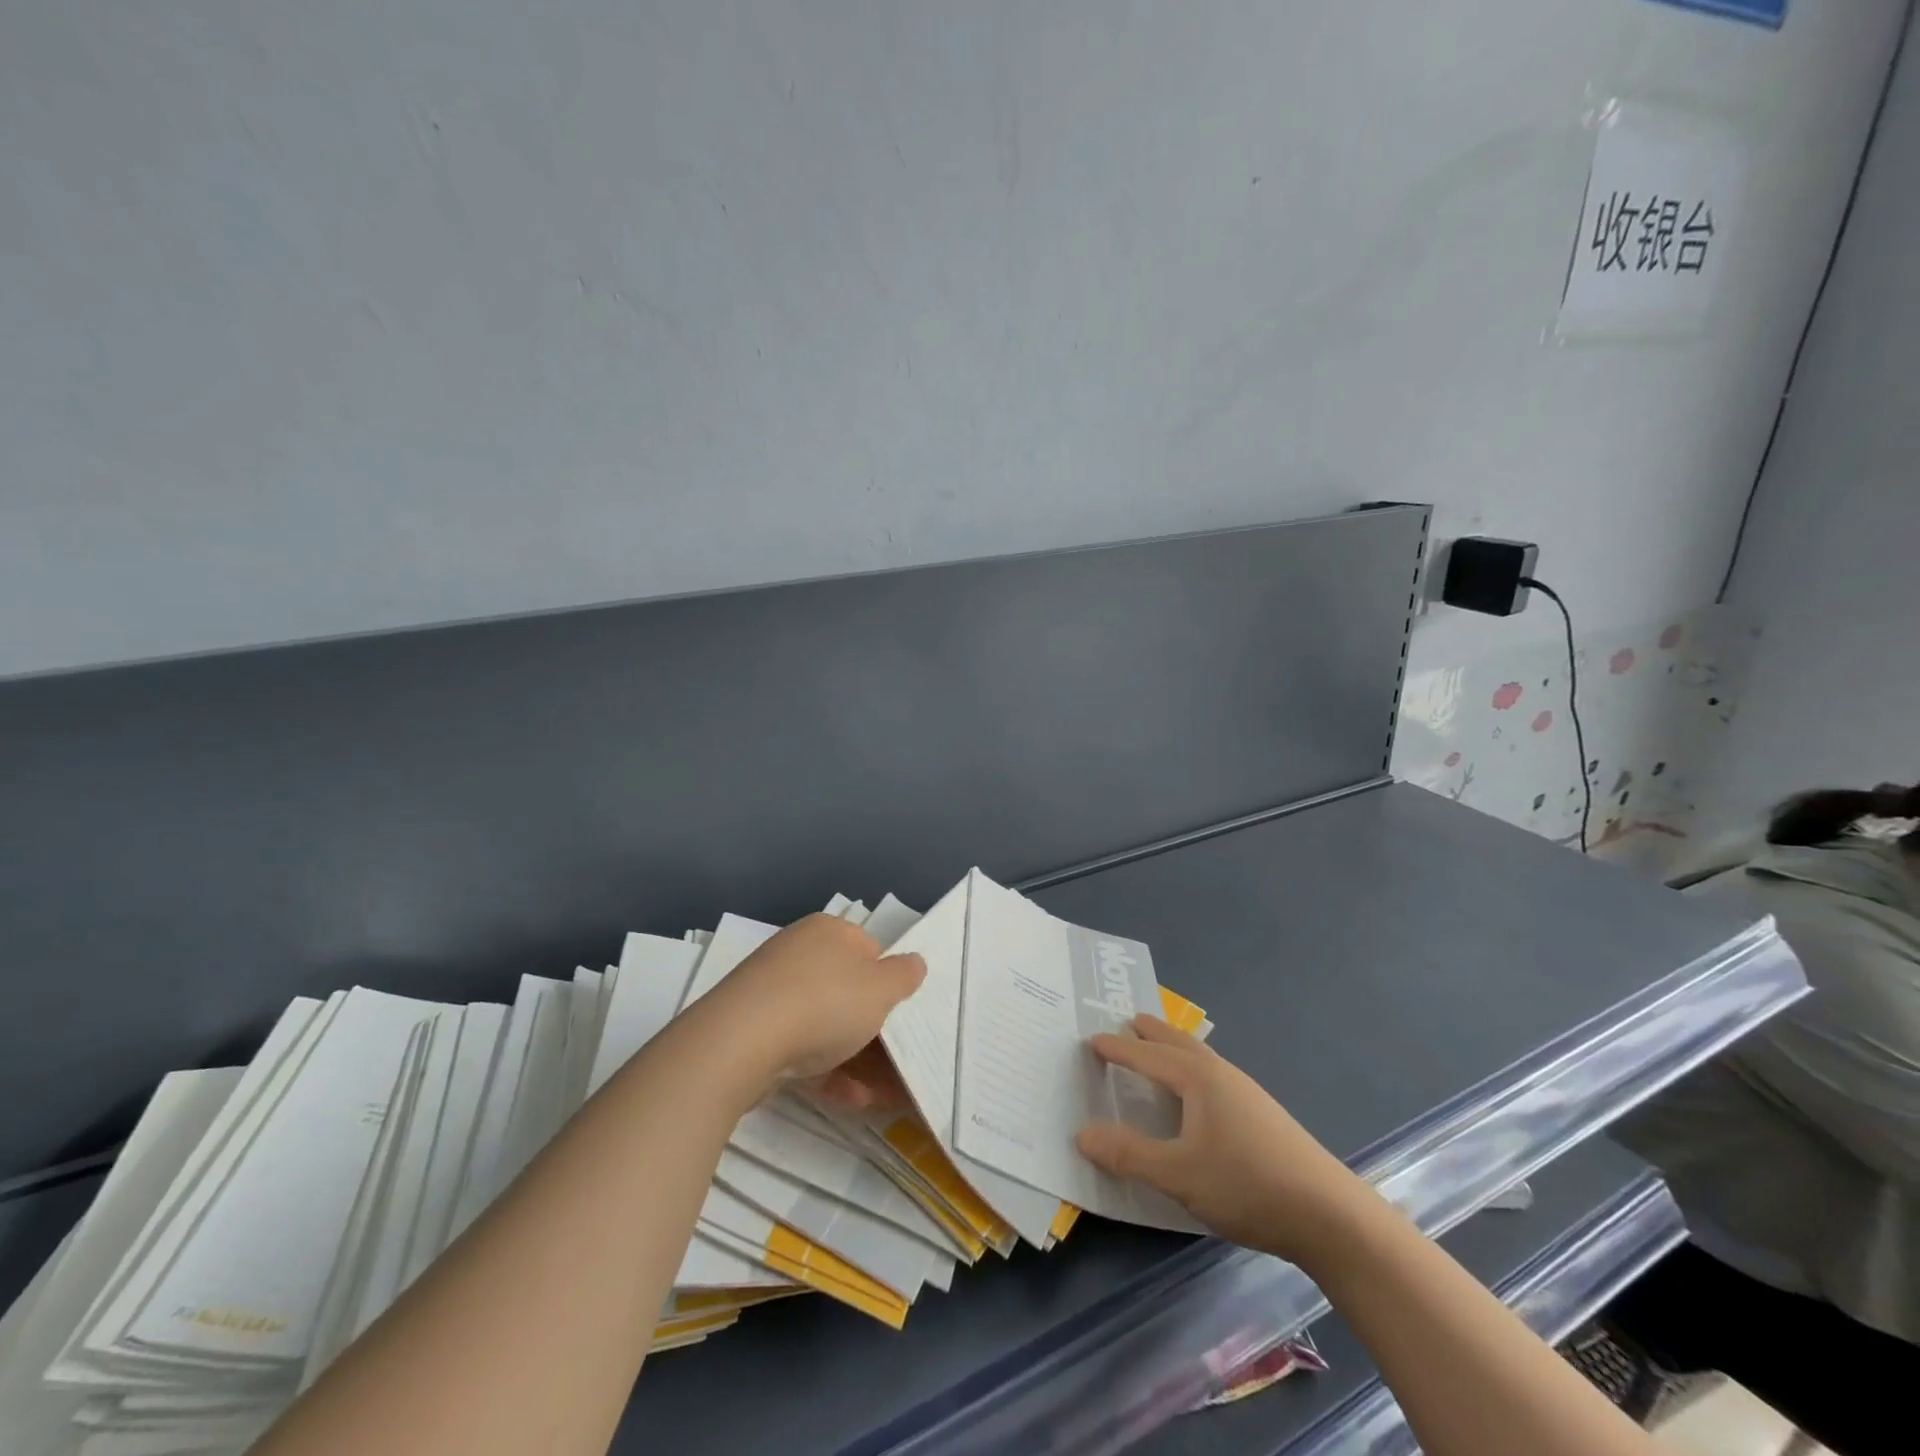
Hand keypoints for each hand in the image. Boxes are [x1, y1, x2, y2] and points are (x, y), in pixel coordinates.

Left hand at [697, 913, 925, 1091]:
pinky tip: (848, 1098)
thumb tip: (913, 962)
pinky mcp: (753, 1029)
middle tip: (895, 1062)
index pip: (870, 950)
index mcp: (829, 931)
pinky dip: (825, 1070)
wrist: (740, 1042)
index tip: (899, 1015)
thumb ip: (904, 975)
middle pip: (847, 990)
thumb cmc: (823, 1004)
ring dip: (854, 1058)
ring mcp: (771, 991)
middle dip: (874, 1030)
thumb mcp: (880, 989)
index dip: (889, 983)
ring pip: (824, 1023)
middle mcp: (798, 952)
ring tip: (877, 1094)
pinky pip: (799, 1046)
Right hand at [1075, 1015, 1368, 1266]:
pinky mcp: (1263, 1116)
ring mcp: (1247, 1093)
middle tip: (1129, 1021)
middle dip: (1152, 1032)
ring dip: (1175, 1049)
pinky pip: (1214, 1076)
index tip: (1091, 1040)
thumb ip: (1129, 1154)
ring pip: (1200, 1058)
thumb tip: (1082, 1133)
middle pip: (1178, 1043)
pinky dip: (1193, 1069)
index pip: (1146, 1055)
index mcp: (1197, 1078)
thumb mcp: (1179, 1174)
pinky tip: (1199, 1095)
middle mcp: (1221, 1074)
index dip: (1117, 1049)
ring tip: (1160, 1050)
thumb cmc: (1247, 1185)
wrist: (1331, 1216)